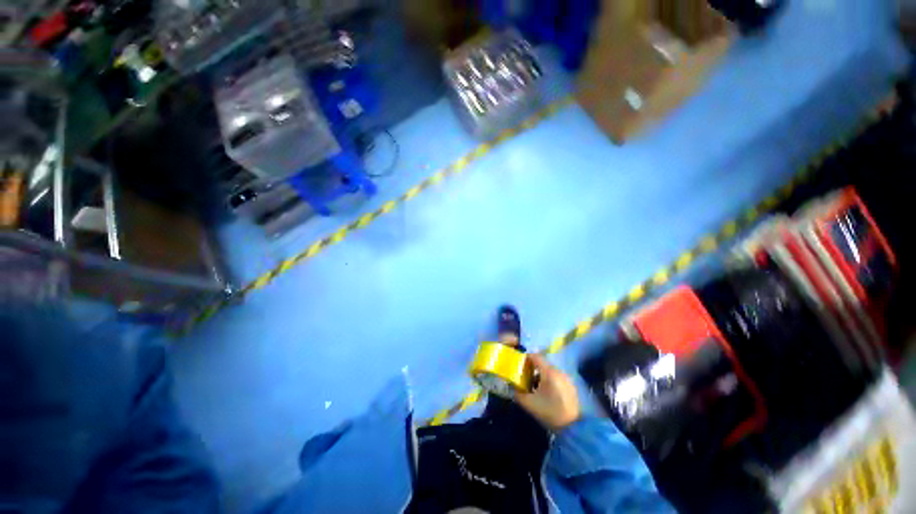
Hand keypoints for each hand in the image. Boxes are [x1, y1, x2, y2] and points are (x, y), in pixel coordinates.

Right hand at [516, 354, 580, 430]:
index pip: (535, 356)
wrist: (573, 428)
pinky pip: (557, 377)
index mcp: (549, 372)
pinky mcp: (571, 386)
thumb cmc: (549, 412)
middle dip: (532, 368)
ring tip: (535, 386)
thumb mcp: (529, 404)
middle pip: (542, 363)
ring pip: (550, 370)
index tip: (519, 364)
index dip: (526, 358)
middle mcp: (558, 371)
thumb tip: (511, 387)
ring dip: (541, 374)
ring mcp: (566, 378)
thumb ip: (517, 393)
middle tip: (525, 377)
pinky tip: (546, 392)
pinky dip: (549, 380)